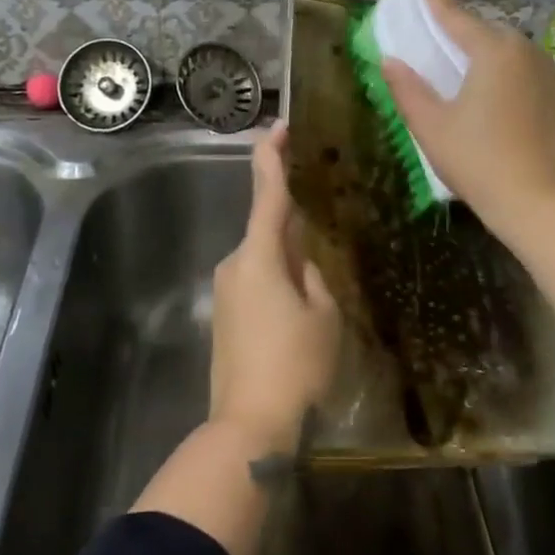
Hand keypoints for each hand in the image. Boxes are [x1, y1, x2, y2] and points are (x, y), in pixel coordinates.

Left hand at [209, 124, 340, 452]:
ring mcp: (226, 291)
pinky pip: (256, 281)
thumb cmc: (295, 366)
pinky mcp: (226, 316)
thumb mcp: (324, 315)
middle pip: (267, 227)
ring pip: (264, 257)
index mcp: (259, 256)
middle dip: (294, 220)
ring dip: (289, 255)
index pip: (267, 193)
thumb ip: (316, 275)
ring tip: (323, 274)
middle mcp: (235, 264)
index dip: (272, 157)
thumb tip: (305, 259)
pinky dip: (278, 278)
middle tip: (328, 217)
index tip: (279, 127)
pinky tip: (302, 300)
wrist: (249, 427)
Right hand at [381, 0, 554, 239]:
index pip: (456, 15)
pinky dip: (508, 79)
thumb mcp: (431, 127)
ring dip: (486, 58)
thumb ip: (408, 89)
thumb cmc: (478, 162)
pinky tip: (497, 107)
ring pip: (510, 55)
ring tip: (466, 81)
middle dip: (462, 34)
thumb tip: (391, 61)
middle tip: (440, 45)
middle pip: (486, 34)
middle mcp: (526, 52)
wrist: (541, 204)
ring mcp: (551, 75)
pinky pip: (528, 75)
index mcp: (493, 52)